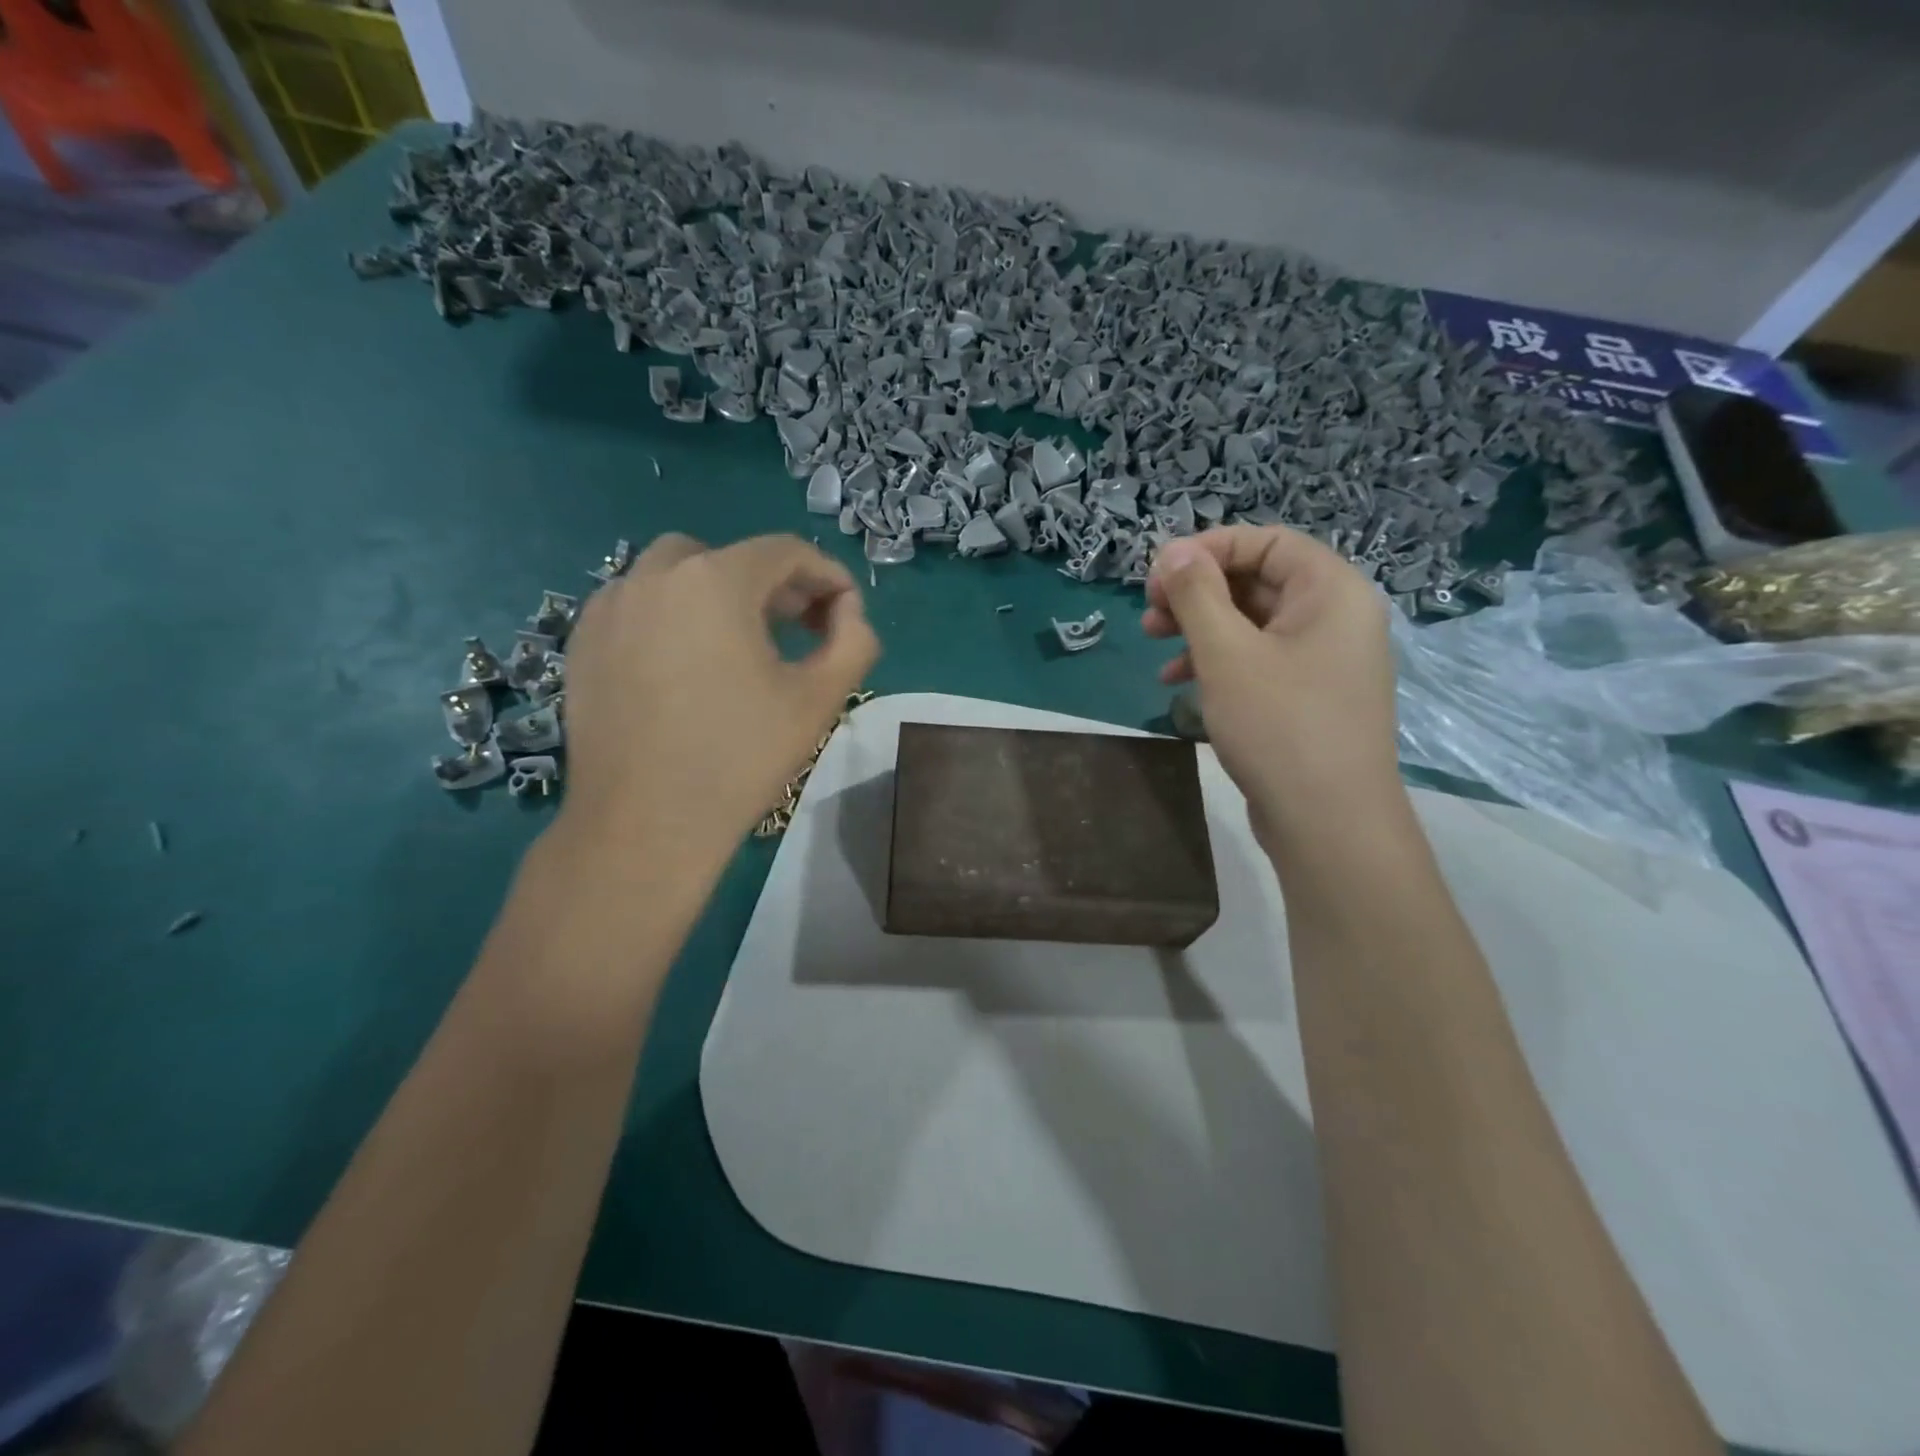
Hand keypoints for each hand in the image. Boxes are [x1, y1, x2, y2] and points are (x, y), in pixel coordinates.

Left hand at [554, 532, 878, 870]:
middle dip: (772, 585)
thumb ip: (854, 640)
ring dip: (718, 595)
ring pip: (676, 575)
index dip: (826, 575)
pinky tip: (687, 665)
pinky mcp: (582, 642)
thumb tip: (849, 612)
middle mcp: (654, 576)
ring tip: (740, 645)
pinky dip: (672, 616)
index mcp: (715, 580)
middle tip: (799, 629)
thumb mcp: (820, 698)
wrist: (645, 824)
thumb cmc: (740, 757)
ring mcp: (609, 607)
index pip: (785, 551)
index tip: (846, 612)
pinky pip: (638, 605)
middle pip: (729, 558)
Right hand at [1144, 526, 1402, 852]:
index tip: (1157, 575)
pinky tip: (1177, 683)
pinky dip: (1217, 662)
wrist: (1328, 823)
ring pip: (1252, 622)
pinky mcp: (1307, 697)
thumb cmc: (1279, 726)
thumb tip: (1172, 550)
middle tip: (1148, 614)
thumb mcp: (1226, 653)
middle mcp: (1335, 617)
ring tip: (1154, 643)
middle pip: (1256, 580)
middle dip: (1196, 592)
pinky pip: (1258, 660)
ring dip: (1199, 627)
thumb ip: (1196, 594)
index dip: (1207, 549)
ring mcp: (1323, 660)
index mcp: (1331, 591)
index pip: (1266, 541)